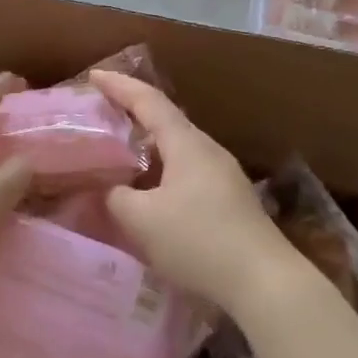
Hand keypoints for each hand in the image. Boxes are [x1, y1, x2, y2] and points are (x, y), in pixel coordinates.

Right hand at [93, 70, 296, 311]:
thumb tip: (110, 190)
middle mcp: (207, 150)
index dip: (119, 86)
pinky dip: (161, 170)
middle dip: (133, 113)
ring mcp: (223, 175)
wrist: (264, 282)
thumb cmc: (199, 241)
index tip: (93, 76)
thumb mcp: (142, 220)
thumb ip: (116, 198)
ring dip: (147, 146)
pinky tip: (150, 192)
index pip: (148, 101)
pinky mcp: (230, 200)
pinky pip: (187, 171)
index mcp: (187, 144)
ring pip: (177, 149)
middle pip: (166, 121)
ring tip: (120, 153)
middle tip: (102, 115)